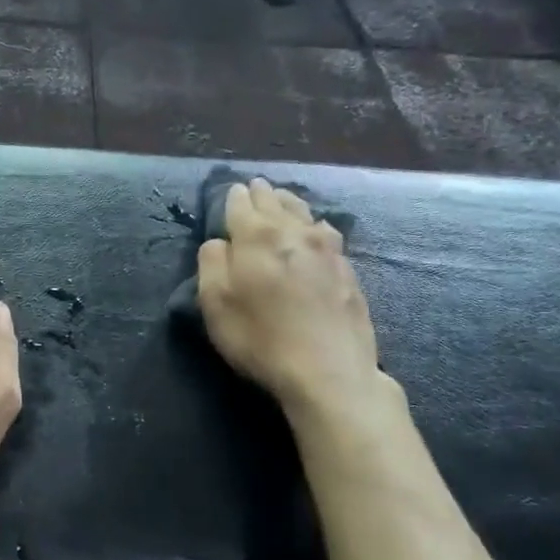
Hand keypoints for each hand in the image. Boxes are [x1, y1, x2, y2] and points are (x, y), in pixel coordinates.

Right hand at [197, 179, 385, 412]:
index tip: (231, 193)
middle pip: (275, 202)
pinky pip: (326, 233)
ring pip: (304, 213)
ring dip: (289, 203)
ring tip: (282, 200)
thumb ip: (211, 263)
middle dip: (262, 194)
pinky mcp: (348, 270)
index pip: (241, 203)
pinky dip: (314, 225)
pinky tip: (316, 231)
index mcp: (256, 236)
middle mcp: (293, 232)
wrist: (328, 371)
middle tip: (255, 187)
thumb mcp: (215, 303)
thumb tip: (219, 242)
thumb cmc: (260, 337)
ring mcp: (327, 249)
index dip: (233, 198)